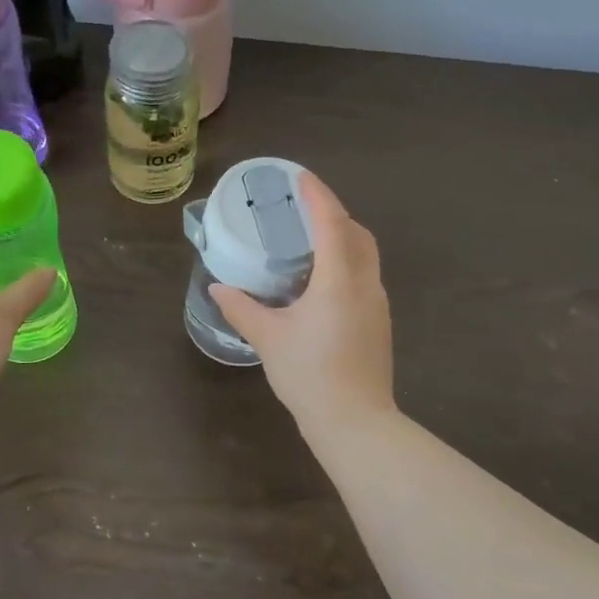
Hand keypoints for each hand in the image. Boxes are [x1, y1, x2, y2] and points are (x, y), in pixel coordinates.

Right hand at [210, 173, 394, 434]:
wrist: (354, 422)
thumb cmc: (309, 374)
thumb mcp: (268, 339)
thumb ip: (242, 309)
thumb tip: (219, 288)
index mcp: (339, 279)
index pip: (331, 222)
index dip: (317, 195)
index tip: (301, 177)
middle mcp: (365, 284)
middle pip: (357, 234)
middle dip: (335, 215)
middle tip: (304, 211)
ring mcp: (377, 305)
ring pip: (366, 257)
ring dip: (344, 240)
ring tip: (311, 244)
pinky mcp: (379, 324)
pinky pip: (365, 279)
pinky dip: (347, 265)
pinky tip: (322, 285)